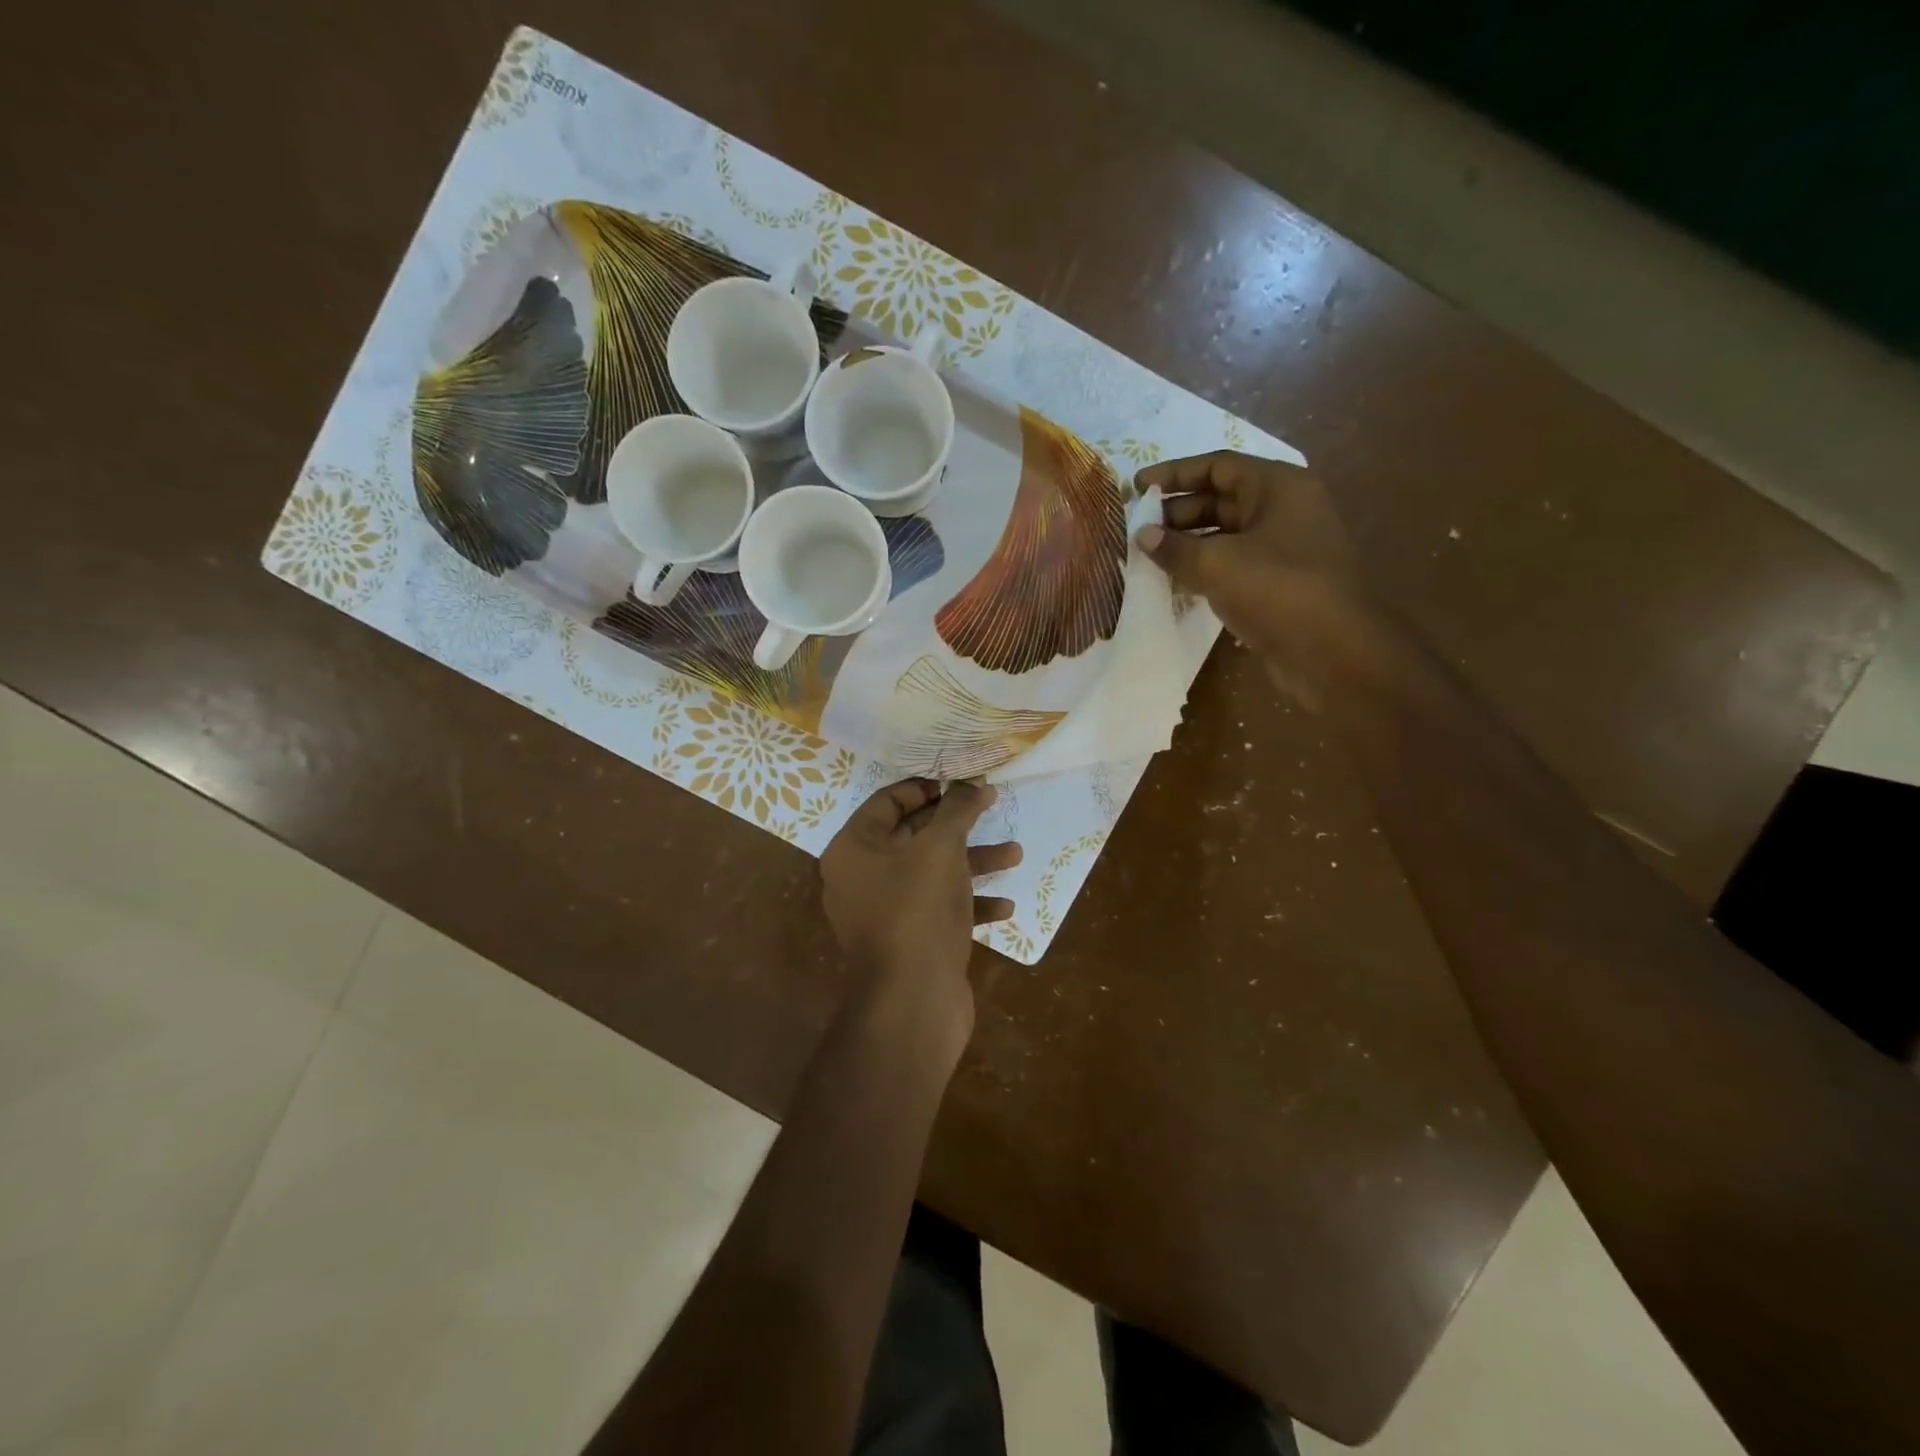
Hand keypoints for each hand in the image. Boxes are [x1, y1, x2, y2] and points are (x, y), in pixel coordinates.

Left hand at [820, 779, 1021, 1038]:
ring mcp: (884, 913)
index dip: (927, 787)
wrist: (912, 1001)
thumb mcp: (942, 848)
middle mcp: (862, 878)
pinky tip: (1005, 907)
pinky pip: (939, 910)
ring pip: (931, 874)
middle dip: (958, 825)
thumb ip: (958, 809)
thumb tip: (973, 782)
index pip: (888, 801)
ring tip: (1015, 854)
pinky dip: (969, 904)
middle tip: (992, 807)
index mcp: (854, 848)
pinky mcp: (908, 942)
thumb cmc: (919, 909)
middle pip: (913, 836)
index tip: (963, 783)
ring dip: (973, 863)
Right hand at [1134, 452, 1370, 707]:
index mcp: (1277, 487)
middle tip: (1138, 528)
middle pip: (1221, 499)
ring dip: (1187, 543)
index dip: (1174, 473)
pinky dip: (1203, 569)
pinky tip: (1173, 582)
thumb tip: (1143, 535)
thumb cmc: (1277, 590)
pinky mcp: (1277, 584)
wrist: (1332, 652)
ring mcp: (1283, 549)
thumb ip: (1174, 547)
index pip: (1218, 466)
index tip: (1136, 486)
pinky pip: (1232, 565)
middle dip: (1177, 511)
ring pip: (1225, 535)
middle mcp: (1283, 510)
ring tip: (1148, 556)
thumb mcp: (1217, 563)